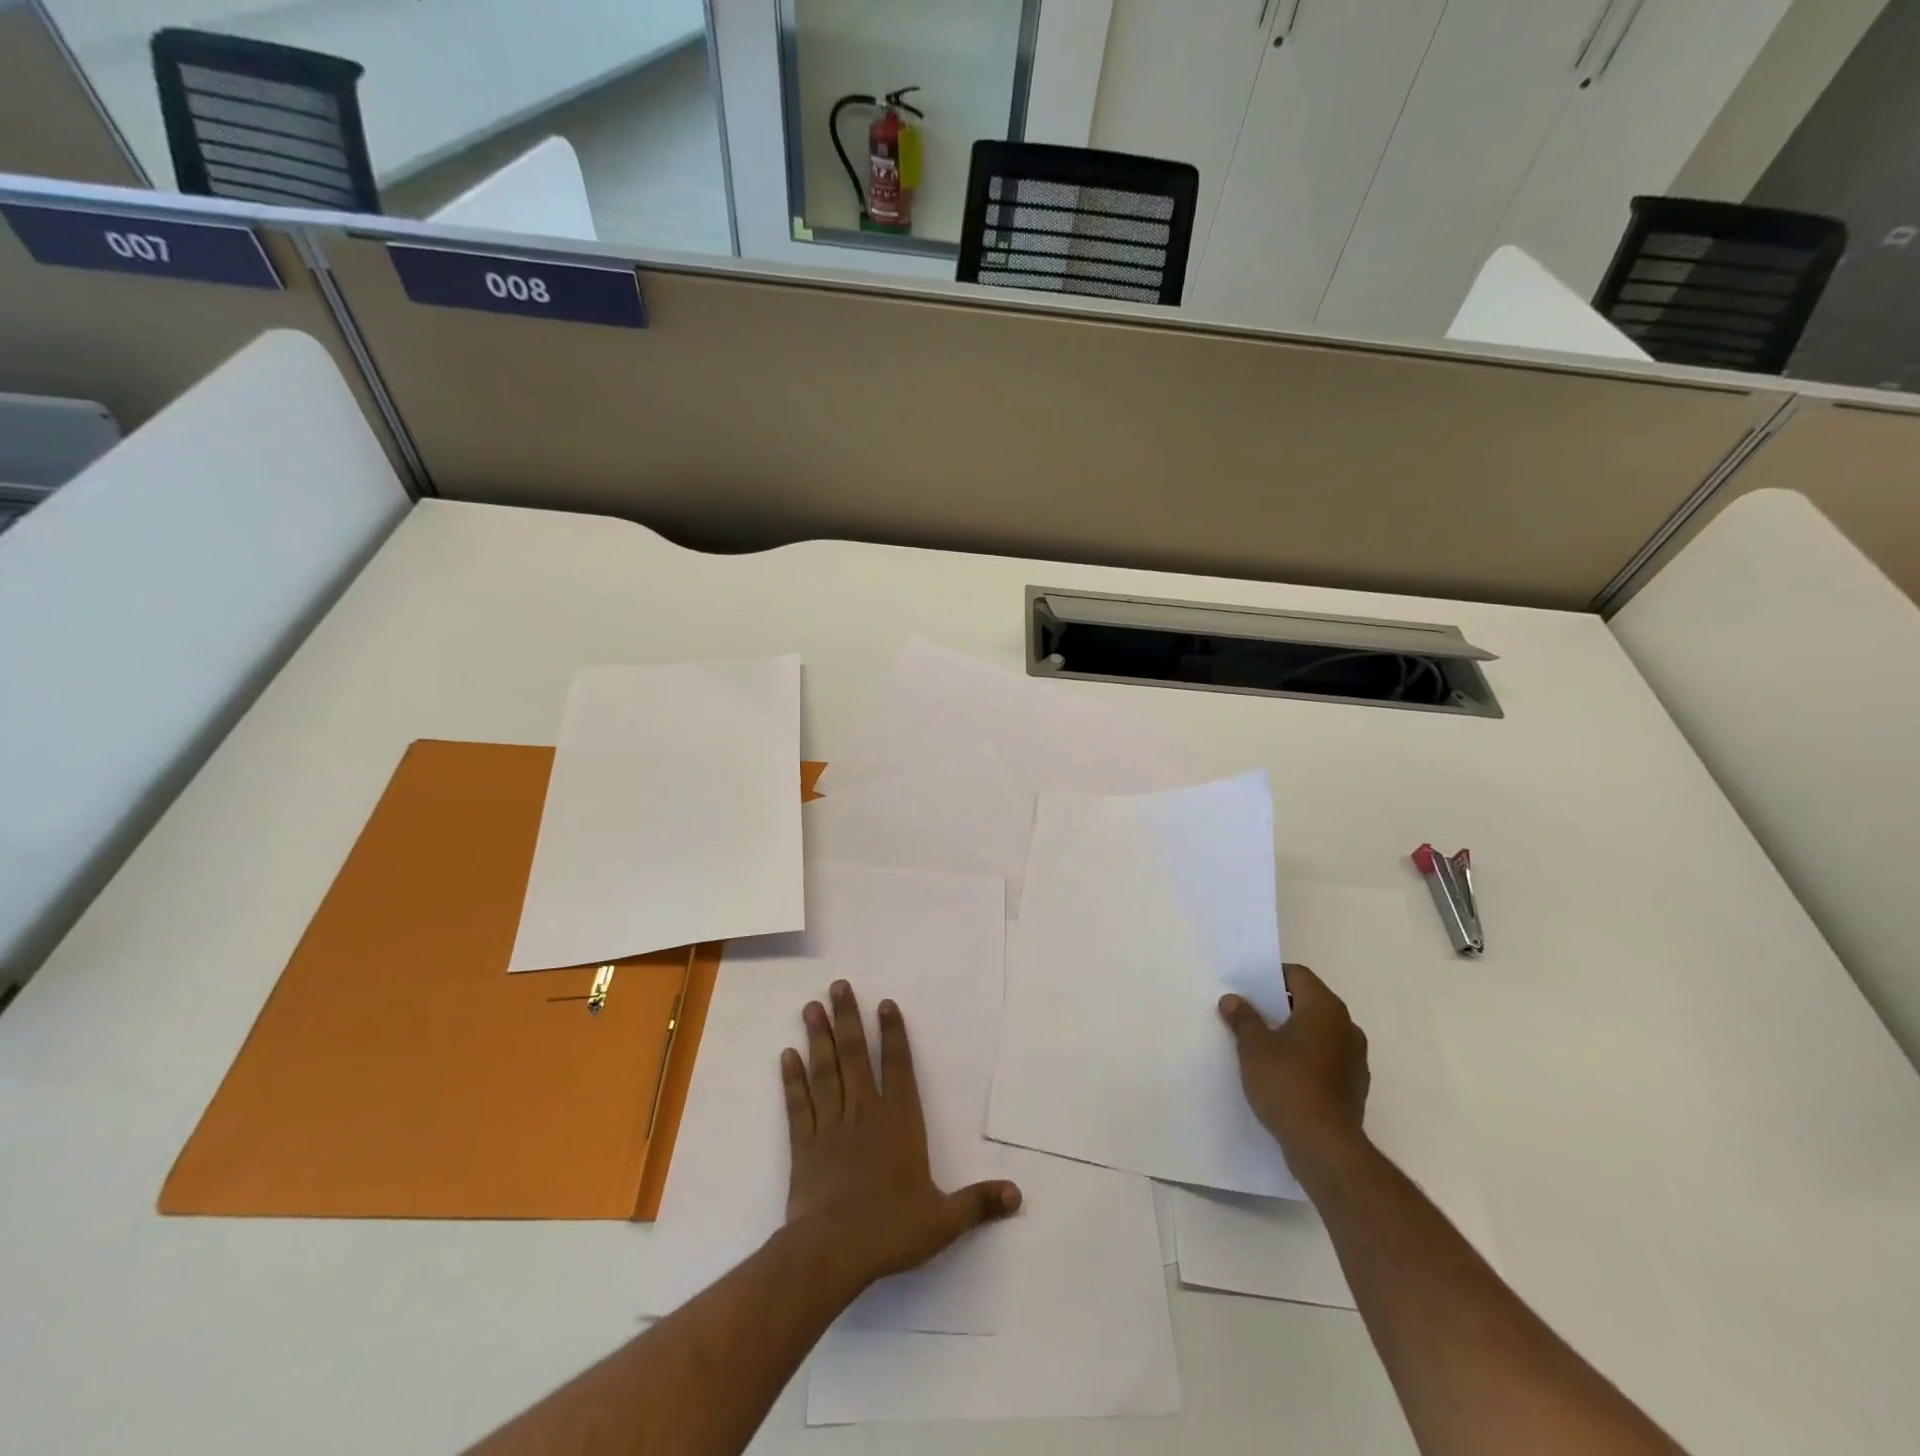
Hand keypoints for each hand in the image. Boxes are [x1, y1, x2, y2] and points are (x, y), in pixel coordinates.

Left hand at [782, 981, 1020, 1292]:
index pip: (898, 1067)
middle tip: (838, 985)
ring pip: (824, 1071)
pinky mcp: (804, 1145)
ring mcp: (831, 1125)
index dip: (892, 1034)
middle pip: (855, 1056)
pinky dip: (792, 1079)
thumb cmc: (890, 1229)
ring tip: (811, 1006)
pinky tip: (787, 1055)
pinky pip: (799, 1104)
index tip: (884, 1003)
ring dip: (818, 1037)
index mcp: (899, 1122)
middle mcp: (864, 1113)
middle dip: (848, 1018)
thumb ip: (978, 1203)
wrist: (831, 1252)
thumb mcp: (943, 1220)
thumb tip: (1017, 1194)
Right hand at [1220, 963, 1369, 1173]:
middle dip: (1282, 1005)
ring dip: (1296, 1033)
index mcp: (1325, 1008)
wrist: (1324, 1145)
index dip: (1272, 976)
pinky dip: (1308, 1058)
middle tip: (1251, 1014)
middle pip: (1311, 1002)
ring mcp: (1355, 1059)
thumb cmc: (1287, 1082)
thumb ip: (1243, 1019)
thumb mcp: (1253, 1046)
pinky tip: (1285, 1074)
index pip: (1299, 975)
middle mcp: (1347, 1027)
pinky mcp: (1355, 1087)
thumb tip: (1232, 1000)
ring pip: (1320, 1032)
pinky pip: (1327, 1058)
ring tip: (1265, 1045)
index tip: (1249, 987)